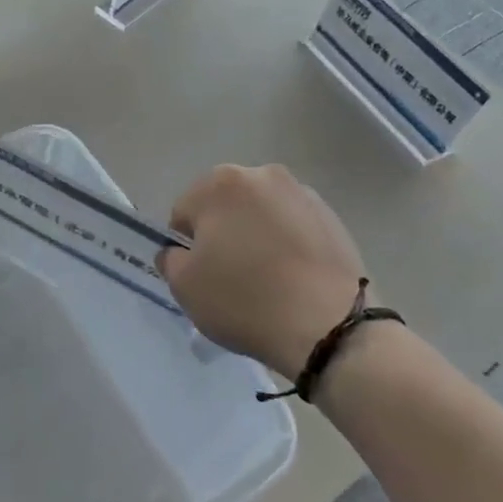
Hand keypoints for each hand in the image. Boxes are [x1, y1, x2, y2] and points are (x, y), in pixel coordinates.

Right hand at [161, 165, 370, 374]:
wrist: (330, 326)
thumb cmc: (245, 299)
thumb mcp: (184, 286)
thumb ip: (170, 260)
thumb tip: (178, 252)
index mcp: (219, 183)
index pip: (185, 213)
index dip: (187, 247)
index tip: (202, 276)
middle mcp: (261, 175)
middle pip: (225, 207)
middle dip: (223, 234)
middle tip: (232, 277)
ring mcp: (302, 193)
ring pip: (261, 215)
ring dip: (257, 236)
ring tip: (268, 280)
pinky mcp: (333, 217)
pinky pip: (294, 227)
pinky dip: (287, 245)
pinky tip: (293, 279)